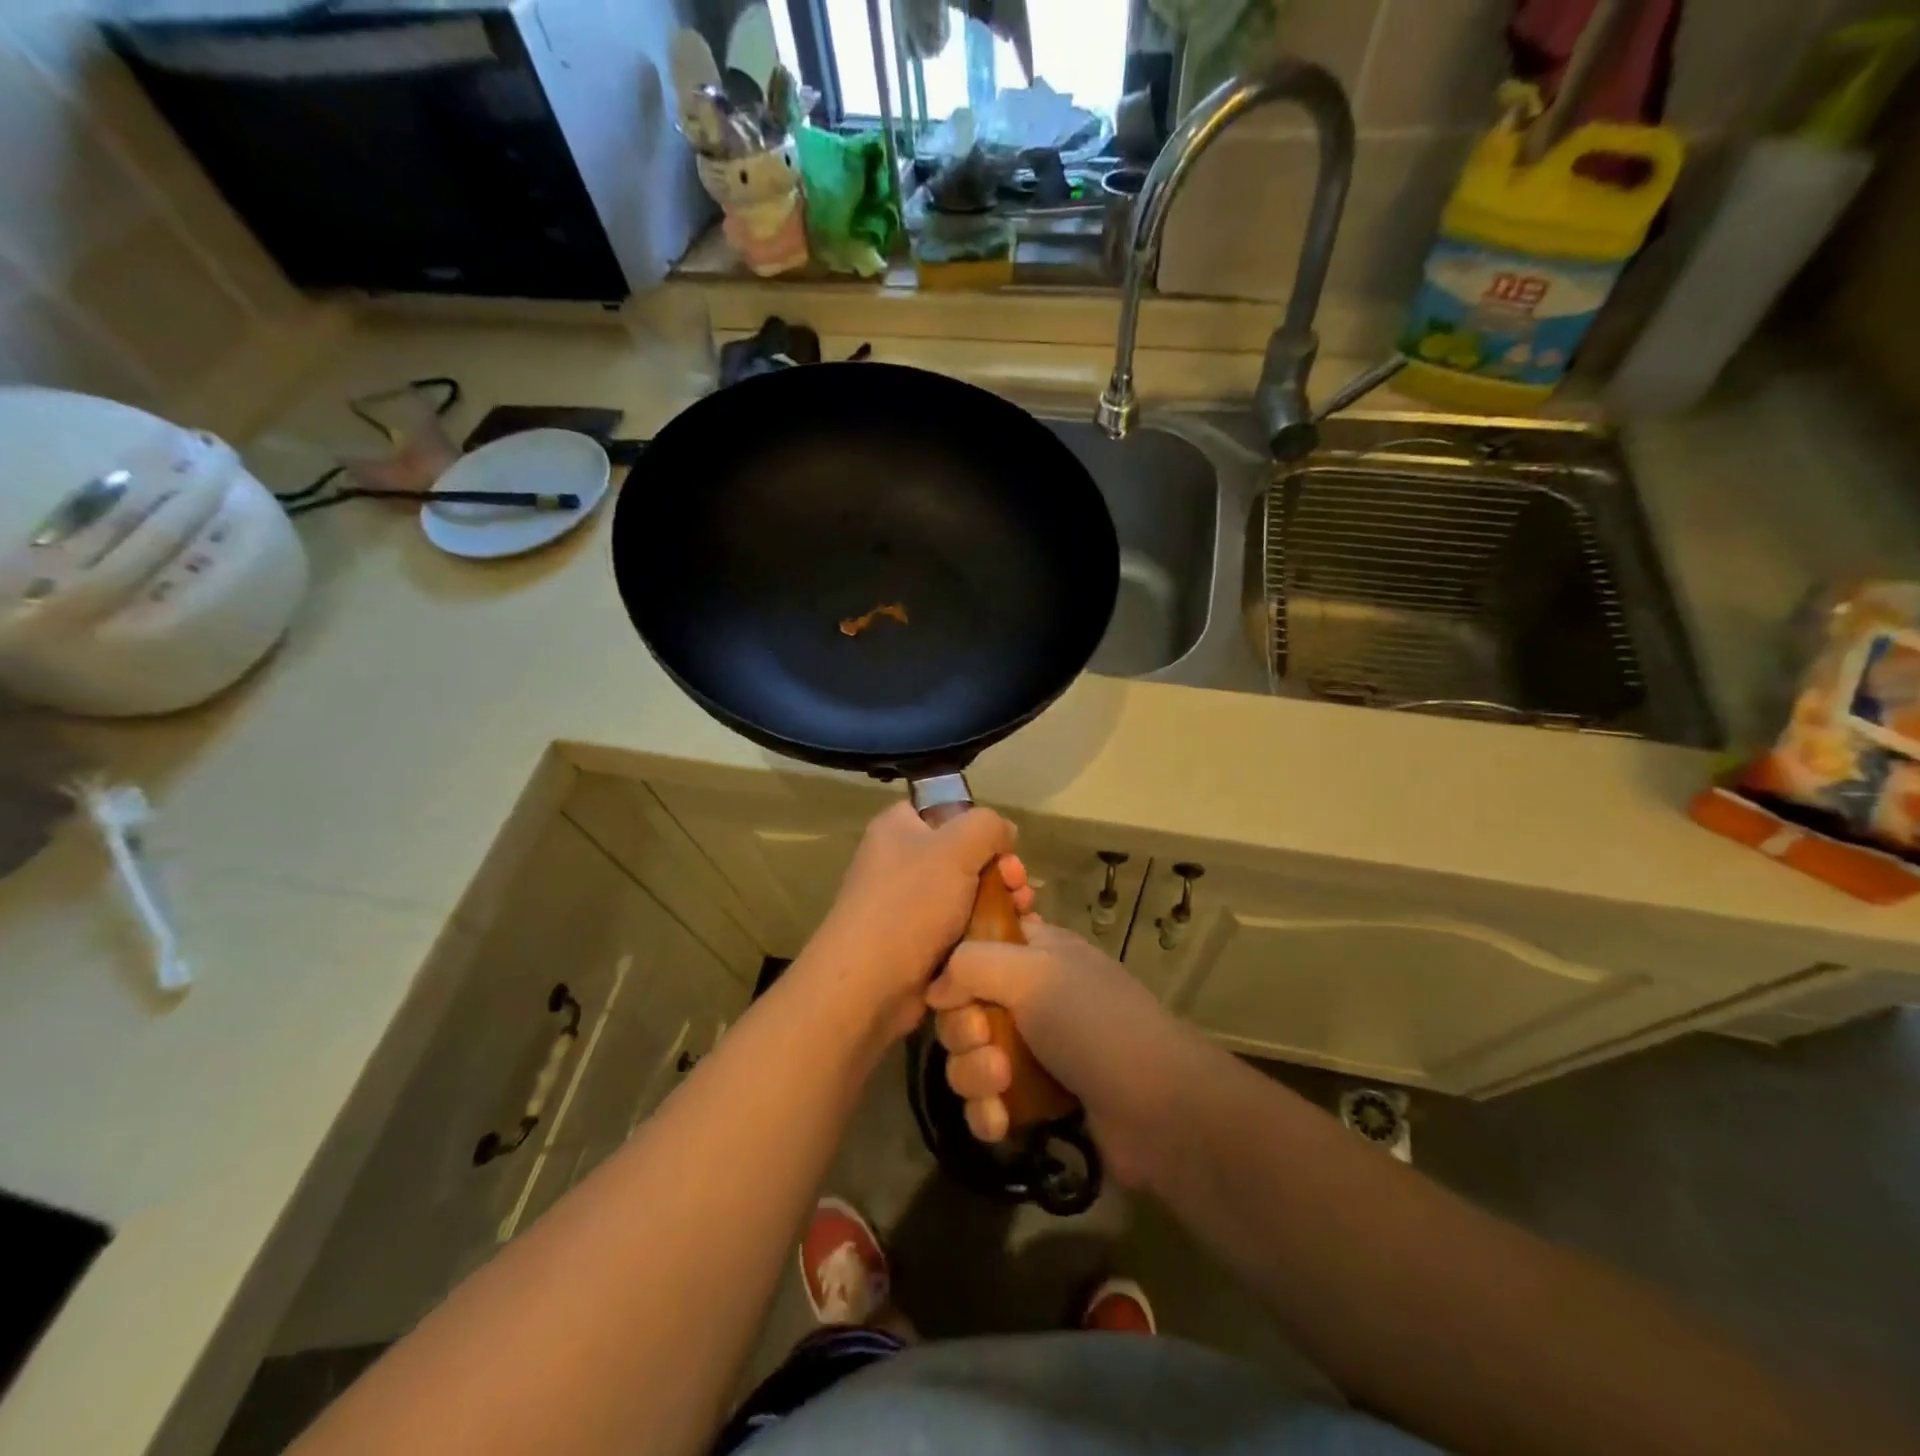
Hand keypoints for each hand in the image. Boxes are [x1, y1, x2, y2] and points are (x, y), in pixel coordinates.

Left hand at [800, 801, 1034, 1046]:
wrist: (869, 985)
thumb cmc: (910, 904)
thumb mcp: (956, 847)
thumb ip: (987, 826)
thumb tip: (1005, 832)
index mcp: (899, 828)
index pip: (947, 811)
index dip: (981, 827)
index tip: (1007, 850)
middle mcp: (901, 861)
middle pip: (965, 855)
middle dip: (1001, 871)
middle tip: (1020, 889)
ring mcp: (909, 904)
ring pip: (968, 894)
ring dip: (1000, 904)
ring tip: (1024, 918)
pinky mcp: (919, 943)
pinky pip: (961, 928)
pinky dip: (985, 934)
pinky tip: (1010, 941)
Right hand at [926, 917, 1191, 1186]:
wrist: (1156, 1108)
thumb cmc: (1093, 1023)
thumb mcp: (1032, 972)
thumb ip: (971, 965)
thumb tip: (935, 989)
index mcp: (1036, 952)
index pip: (976, 946)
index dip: (956, 968)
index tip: (952, 990)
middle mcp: (1031, 996)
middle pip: (963, 1007)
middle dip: (963, 1031)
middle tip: (985, 1040)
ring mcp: (1032, 1050)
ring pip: (969, 1058)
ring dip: (973, 1074)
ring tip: (1000, 1085)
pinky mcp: (1034, 1100)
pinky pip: (986, 1102)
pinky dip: (986, 1112)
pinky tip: (1001, 1122)